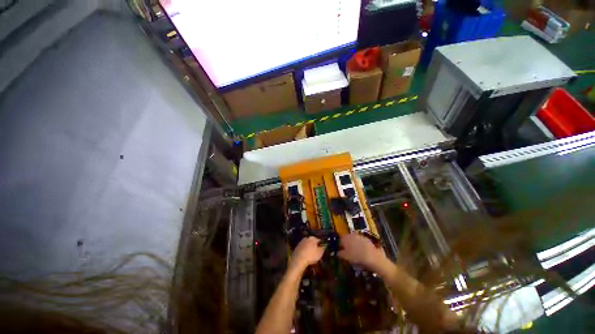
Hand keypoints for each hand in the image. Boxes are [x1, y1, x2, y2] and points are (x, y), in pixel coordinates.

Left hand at [290, 237, 324, 270]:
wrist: (298, 261)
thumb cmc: (311, 256)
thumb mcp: (320, 253)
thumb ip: (323, 247)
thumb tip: (323, 245)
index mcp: (312, 238)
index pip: (319, 240)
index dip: (321, 245)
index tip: (322, 250)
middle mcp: (305, 239)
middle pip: (312, 242)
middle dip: (314, 246)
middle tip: (316, 252)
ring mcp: (300, 243)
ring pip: (307, 245)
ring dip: (309, 249)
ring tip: (311, 255)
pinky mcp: (296, 248)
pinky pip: (302, 249)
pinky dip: (304, 251)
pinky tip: (305, 256)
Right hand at [338, 233, 385, 270]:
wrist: (371, 256)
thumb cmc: (355, 256)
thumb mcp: (345, 257)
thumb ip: (340, 253)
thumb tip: (338, 252)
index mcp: (346, 238)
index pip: (340, 239)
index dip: (340, 245)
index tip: (340, 250)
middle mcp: (353, 235)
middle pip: (348, 238)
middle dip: (347, 244)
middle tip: (347, 251)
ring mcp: (361, 236)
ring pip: (355, 240)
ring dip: (354, 244)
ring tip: (354, 252)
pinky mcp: (368, 240)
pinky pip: (361, 242)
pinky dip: (360, 246)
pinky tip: (361, 252)